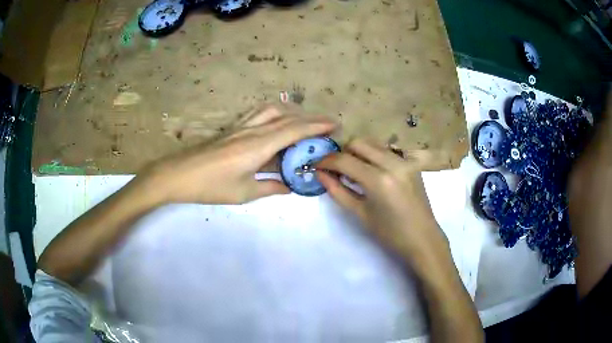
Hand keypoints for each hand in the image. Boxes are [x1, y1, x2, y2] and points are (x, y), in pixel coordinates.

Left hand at [140, 105, 335, 203]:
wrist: (179, 174)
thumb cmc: (211, 186)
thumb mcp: (244, 192)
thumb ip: (271, 187)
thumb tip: (290, 186)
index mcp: (259, 146)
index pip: (294, 129)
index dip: (317, 125)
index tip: (335, 124)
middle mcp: (253, 130)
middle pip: (286, 116)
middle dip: (310, 118)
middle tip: (325, 125)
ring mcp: (241, 126)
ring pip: (272, 110)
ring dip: (292, 112)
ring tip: (303, 122)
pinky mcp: (232, 128)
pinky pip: (258, 114)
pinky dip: (274, 113)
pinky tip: (275, 122)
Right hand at [317, 139, 450, 271]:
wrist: (422, 238)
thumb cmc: (390, 233)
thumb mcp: (360, 213)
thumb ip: (338, 191)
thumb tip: (320, 174)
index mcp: (379, 180)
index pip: (344, 160)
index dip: (326, 161)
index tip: (317, 166)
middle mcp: (393, 163)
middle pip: (358, 143)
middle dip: (342, 153)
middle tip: (335, 169)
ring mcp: (405, 160)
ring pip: (373, 143)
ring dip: (358, 152)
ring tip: (352, 170)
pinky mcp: (411, 163)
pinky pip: (386, 150)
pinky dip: (373, 155)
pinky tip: (371, 171)